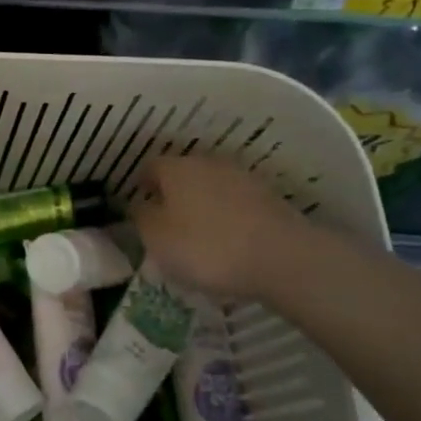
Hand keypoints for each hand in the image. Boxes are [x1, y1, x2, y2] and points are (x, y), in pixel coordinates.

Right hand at [126, 154, 311, 302]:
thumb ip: (141, 217)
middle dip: (173, 196)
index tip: (138, 208)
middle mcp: (208, 163)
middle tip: (166, 225)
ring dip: (202, 206)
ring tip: (198, 237)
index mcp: (176, 167)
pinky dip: (228, 219)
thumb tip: (139, 205)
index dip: (141, 186)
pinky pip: (236, 205)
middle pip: (182, 175)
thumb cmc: (206, 247)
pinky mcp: (269, 198)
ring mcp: (242, 178)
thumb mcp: (156, 238)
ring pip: (211, 188)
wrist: (282, 258)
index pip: (150, 167)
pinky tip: (228, 243)